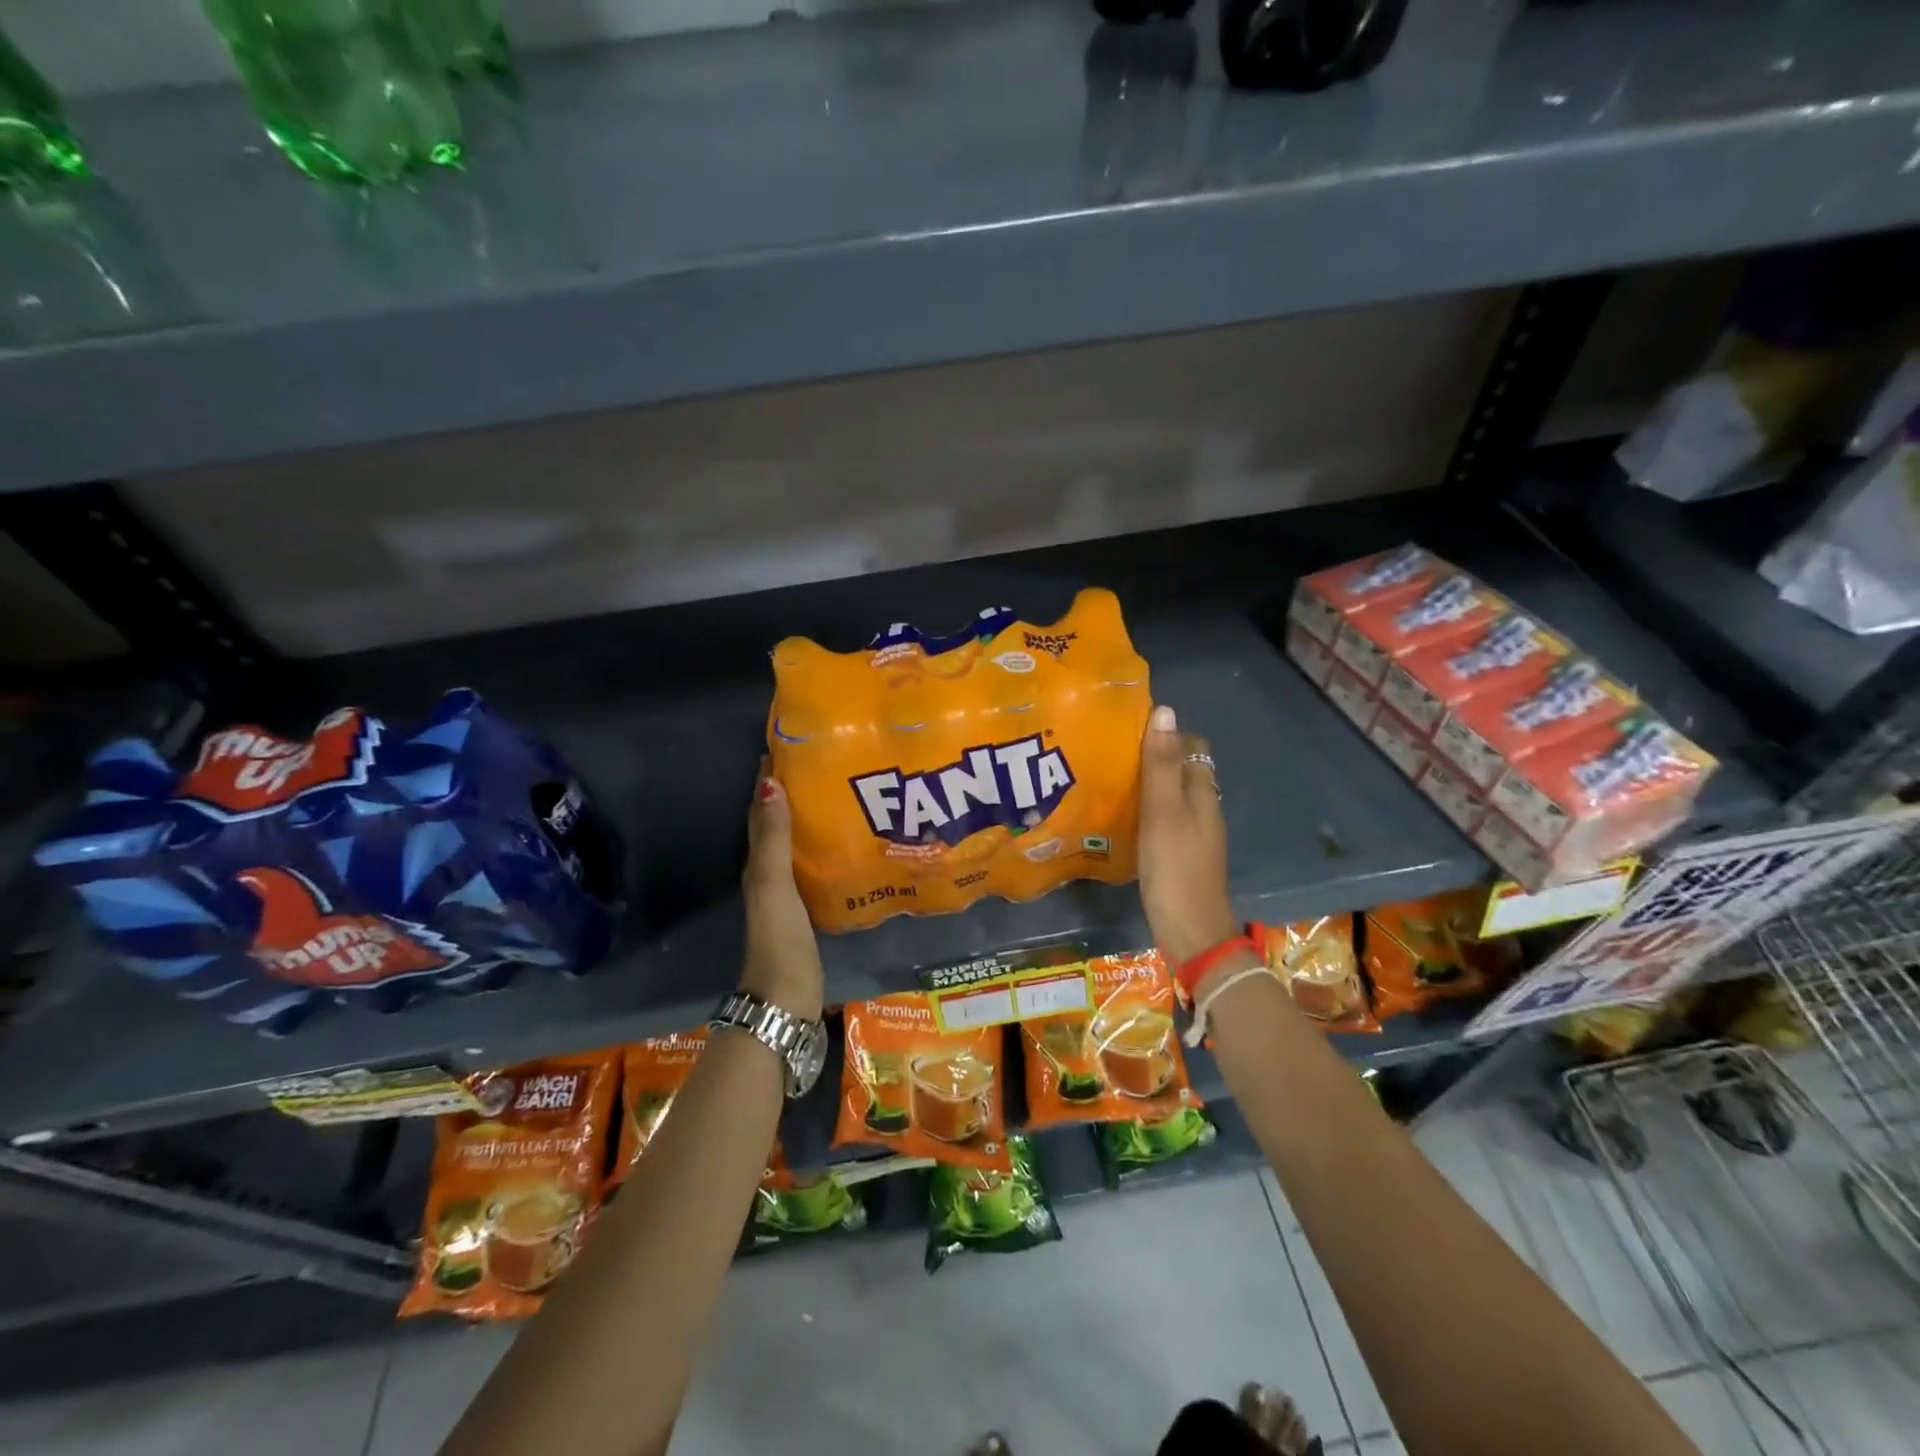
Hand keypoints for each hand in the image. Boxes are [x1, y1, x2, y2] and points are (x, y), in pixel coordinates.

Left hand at [740, 760, 824, 1020]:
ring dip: (808, 819)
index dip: (769, 780)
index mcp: (758, 863)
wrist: (786, 999)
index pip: (762, 811)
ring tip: (838, 794)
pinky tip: (845, 842)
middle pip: (777, 824)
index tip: (788, 747)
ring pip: (794, 844)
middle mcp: (769, 873)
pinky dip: (821, 847)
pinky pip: (811, 866)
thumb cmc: (780, 938)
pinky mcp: (806, 910)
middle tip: (822, 765)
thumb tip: (770, 783)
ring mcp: (787, 894)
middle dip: (792, 793)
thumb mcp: (774, 884)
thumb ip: (773, 838)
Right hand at [1137, 704, 1239, 965]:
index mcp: (1202, 794)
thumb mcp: (1163, 812)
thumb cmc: (1176, 868)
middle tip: (1112, 752)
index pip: (1193, 747)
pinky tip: (1120, 816)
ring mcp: (1193, 835)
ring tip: (1109, 778)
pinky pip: (1164, 819)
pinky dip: (1146, 810)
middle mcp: (1203, 809)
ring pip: (1172, 796)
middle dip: (1154, 756)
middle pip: (1182, 770)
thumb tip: (1164, 711)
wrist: (1191, 933)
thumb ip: (1161, 765)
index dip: (1167, 733)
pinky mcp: (1180, 856)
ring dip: (1148, 784)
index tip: (1130, 728)